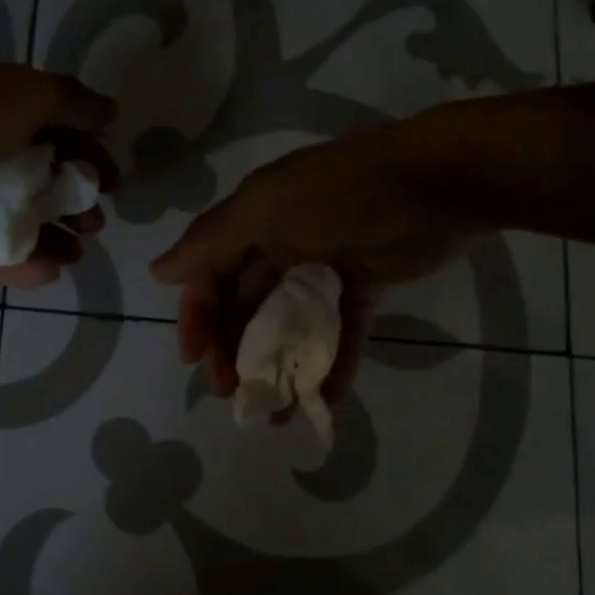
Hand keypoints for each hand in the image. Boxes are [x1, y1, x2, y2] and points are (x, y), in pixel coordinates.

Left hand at [0, 65, 118, 286]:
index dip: (88, 156)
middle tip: (93, 224)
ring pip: (13, 221)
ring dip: (50, 239)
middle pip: (38, 181)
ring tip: (75, 257)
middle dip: (72, 203)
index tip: (112, 183)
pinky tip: (47, 273)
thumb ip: (72, 102)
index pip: (56, 134)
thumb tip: (110, 112)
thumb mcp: (25, 95)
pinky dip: (15, 263)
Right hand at [148, 121, 474, 405]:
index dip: (199, 317)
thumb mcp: (265, 208)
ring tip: (273, 412)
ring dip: (279, 366)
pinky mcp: (365, 286)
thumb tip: (158, 271)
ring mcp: (325, 267)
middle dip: (236, 350)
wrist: (436, 183)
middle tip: (235, 395)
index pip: (211, 276)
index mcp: (253, 222)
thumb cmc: (340, 195)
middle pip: (247, 305)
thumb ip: (211, 242)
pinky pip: (341, 332)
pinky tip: (320, 403)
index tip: (196, 360)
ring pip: (290, 325)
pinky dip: (330, 365)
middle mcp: (282, 243)